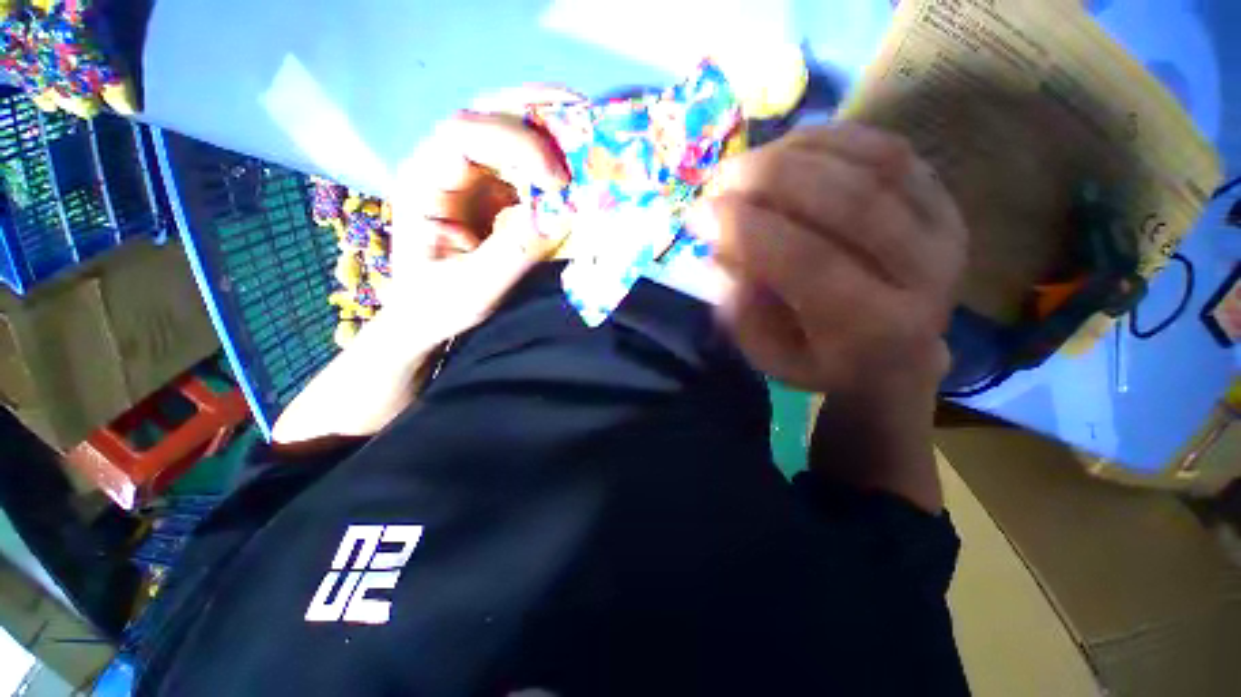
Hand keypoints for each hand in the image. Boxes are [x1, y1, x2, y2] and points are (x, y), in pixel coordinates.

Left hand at [272, 88, 579, 445]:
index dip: (517, 142)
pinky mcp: (494, 195)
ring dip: (551, 134)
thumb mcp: (475, 289)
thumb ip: (513, 252)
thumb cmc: (438, 307)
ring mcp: (471, 179)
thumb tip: (559, 213)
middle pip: (489, 116)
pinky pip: (526, 168)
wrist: (425, 318)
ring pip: (510, 135)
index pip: (464, 134)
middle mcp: (445, 167)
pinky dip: (554, 165)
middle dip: (538, 113)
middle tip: (585, 115)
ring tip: (590, 138)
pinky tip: (577, 173)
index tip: (559, 179)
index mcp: (425, 183)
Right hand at [692, 123, 966, 397]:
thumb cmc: (824, 361)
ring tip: (748, 164)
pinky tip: (789, 149)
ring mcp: (943, 230)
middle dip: (772, 178)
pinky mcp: (944, 200)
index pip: (808, 263)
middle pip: (849, 201)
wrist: (897, 356)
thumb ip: (743, 313)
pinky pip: (888, 150)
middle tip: (721, 177)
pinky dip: (832, 139)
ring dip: (798, 152)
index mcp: (874, 329)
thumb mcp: (771, 357)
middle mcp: (924, 276)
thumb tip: (720, 252)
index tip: (700, 214)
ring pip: (873, 163)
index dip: (750, 230)